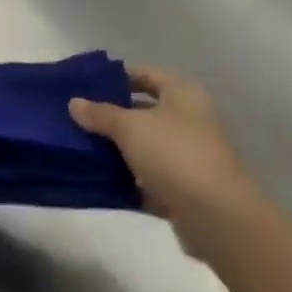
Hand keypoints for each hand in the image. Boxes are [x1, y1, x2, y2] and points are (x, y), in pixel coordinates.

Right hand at [70, 67, 262, 256]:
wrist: (217, 217)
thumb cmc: (174, 155)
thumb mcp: (130, 127)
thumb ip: (100, 114)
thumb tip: (74, 102)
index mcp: (182, 94)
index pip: (145, 74)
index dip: (116, 77)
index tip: (85, 86)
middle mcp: (189, 120)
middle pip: (143, 111)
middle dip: (111, 115)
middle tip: (76, 117)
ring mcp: (188, 155)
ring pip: (144, 145)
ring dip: (117, 148)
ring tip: (80, 147)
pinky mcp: (184, 188)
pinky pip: (148, 176)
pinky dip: (128, 178)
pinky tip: (99, 179)